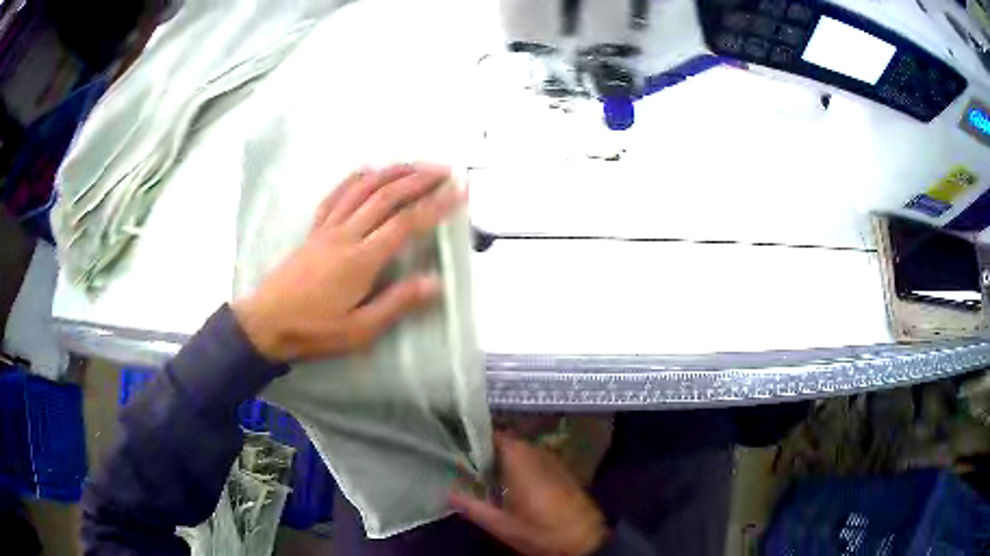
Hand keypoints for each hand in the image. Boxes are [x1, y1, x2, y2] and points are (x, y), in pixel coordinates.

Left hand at [233, 163, 463, 361]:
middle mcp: (346, 234)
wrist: (265, 323)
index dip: (435, 204)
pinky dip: (353, 179)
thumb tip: (434, 283)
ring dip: (390, 172)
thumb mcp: (359, 330)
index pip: (406, 223)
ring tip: (413, 164)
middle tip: (444, 170)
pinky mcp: (313, 230)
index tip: (459, 191)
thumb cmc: (314, 330)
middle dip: (418, 179)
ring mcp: (327, 228)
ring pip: (362, 189)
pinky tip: (365, 171)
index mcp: (361, 259)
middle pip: (386, 196)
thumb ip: (396, 303)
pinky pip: (335, 196)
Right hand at [450, 433, 609, 555]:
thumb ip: (472, 507)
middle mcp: (538, 453)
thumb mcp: (501, 525)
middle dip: (488, 451)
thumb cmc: (540, 531)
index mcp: (521, 460)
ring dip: (505, 459)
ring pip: (523, 451)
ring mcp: (554, 461)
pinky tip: (512, 485)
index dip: (476, 438)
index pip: (495, 435)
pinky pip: (536, 460)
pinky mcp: (563, 472)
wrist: (584, 541)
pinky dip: (521, 466)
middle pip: (508, 442)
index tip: (458, 446)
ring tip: (485, 474)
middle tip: (467, 464)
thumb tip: (448, 494)